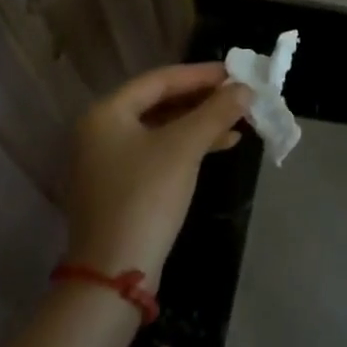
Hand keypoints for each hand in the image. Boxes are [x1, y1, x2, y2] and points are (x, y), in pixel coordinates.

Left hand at [65, 64, 249, 284]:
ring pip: (162, 129)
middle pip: (159, 102)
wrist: (114, 274)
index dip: (200, 74)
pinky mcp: (120, 187)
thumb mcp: (185, 148)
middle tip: (239, 96)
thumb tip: (246, 89)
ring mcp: (107, 162)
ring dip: (199, 123)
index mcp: (106, 113)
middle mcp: (100, 131)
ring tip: (238, 122)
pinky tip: (220, 147)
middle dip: (203, 100)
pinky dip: (188, 146)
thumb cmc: (146, 197)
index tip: (235, 72)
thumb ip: (216, 112)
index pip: (160, 80)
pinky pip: (158, 152)